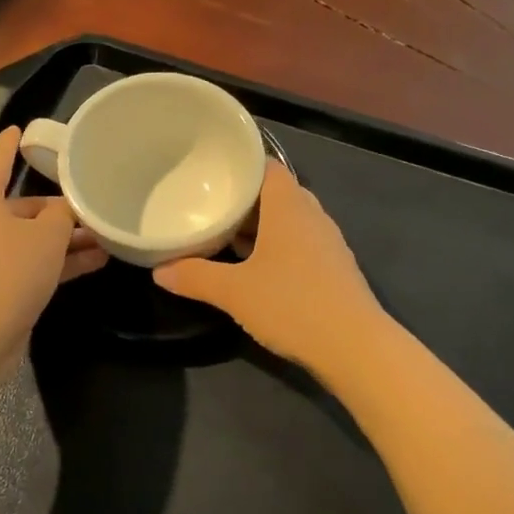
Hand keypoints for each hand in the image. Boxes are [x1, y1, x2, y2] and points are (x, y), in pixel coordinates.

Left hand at [0, 127, 106, 360]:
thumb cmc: (7, 275)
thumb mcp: (47, 238)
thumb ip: (63, 214)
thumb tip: (67, 208)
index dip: (11, 144)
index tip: (20, 129)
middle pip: (17, 206)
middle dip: (57, 209)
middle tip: (91, 206)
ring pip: (23, 238)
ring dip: (60, 239)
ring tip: (103, 239)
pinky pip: (20, 263)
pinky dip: (49, 262)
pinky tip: (91, 264)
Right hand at [154, 163, 382, 372]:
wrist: (354, 346)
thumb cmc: (291, 304)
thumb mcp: (234, 292)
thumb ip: (195, 278)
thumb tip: (159, 271)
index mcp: (289, 206)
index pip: (266, 167)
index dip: (241, 167)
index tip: (211, 173)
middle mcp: (312, 215)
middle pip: (276, 194)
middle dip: (245, 200)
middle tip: (210, 207)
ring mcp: (328, 242)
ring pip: (289, 221)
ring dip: (261, 227)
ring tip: (226, 237)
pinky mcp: (335, 268)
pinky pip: (301, 244)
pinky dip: (278, 248)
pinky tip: (257, 269)